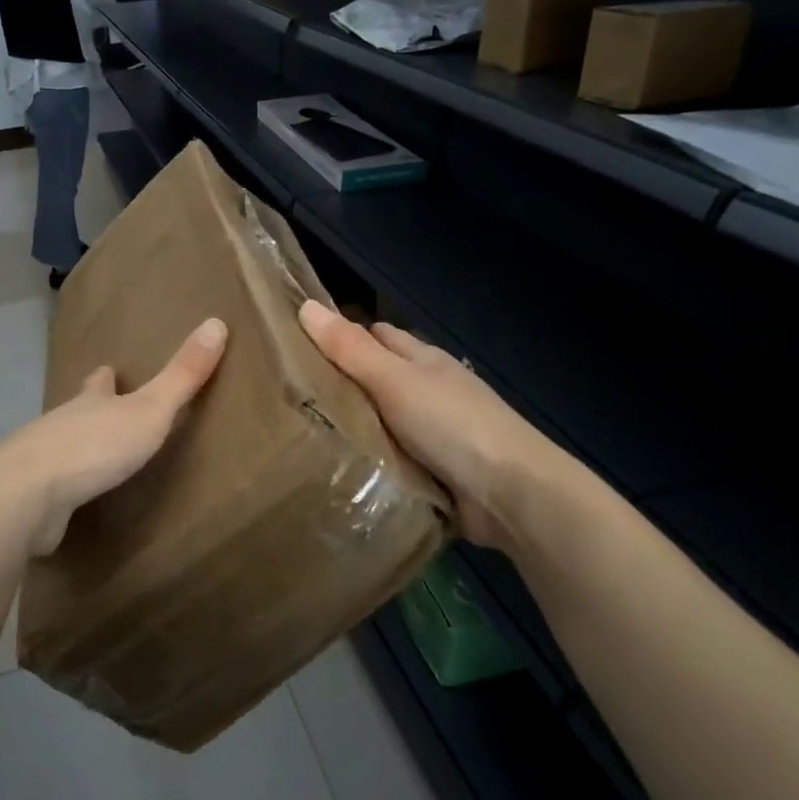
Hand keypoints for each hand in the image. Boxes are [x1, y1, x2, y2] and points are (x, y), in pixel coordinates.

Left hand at [0, 318, 227, 553]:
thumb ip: (182, 375)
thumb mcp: (149, 409)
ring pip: (61, 447)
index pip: (99, 382)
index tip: (109, 369)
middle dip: (89, 411)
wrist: (28, 495)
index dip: (106, 377)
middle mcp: (61, 424)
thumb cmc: (95, 446)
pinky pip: (51, 488)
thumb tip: (217, 321)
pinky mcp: (30, 497)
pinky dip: (62, 488)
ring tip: (94, 459)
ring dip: (76, 449)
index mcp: (90, 402)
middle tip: (105, 414)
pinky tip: (71, 500)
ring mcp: (40, 460)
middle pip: (76, 412)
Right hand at [298, 301, 572, 552]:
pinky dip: (370, 462)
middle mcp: (429, 391)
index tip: (297, 347)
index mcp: (423, 361)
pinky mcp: (435, 472)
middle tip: (288, 396)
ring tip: (299, 436)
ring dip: (353, 428)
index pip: (376, 336)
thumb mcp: (393, 381)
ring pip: (381, 421)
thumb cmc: (451, 424)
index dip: (342, 336)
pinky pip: (391, 459)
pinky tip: (338, 469)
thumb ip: (350, 349)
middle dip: (341, 384)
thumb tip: (305, 305)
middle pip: (377, 379)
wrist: (510, 494)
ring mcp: (434, 433)